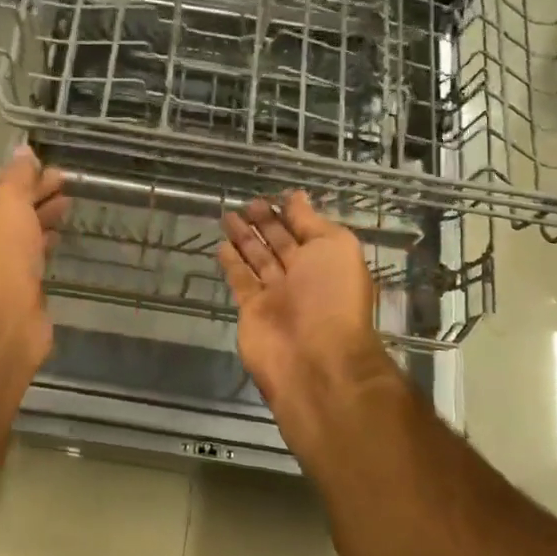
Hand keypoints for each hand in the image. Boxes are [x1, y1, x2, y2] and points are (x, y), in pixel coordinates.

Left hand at [0, 147, 68, 351]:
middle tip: (63, 181)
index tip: (41, 166)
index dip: (13, 172)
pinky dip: (44, 241)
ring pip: (18, 231)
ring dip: (42, 214)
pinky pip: (30, 255)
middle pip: (3, 207)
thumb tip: (24, 152)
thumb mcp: (5, 197)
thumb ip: (16, 173)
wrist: (4, 315)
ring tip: (68, 203)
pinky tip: (60, 234)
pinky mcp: (15, 286)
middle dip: (32, 192)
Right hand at [220, 193, 392, 442]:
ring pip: (257, 258)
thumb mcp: (334, 247)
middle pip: (279, 243)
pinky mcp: (251, 309)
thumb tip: (297, 196)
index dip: (291, 213)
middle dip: (265, 222)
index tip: (275, 195)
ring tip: (228, 215)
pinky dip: (231, 263)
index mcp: (327, 260)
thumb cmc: (332, 297)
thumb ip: (311, 222)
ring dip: (244, 238)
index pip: (306, 230)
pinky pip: (240, 280)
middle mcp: (302, 276)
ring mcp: (276, 294)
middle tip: (248, 203)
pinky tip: (221, 245)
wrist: (315, 360)